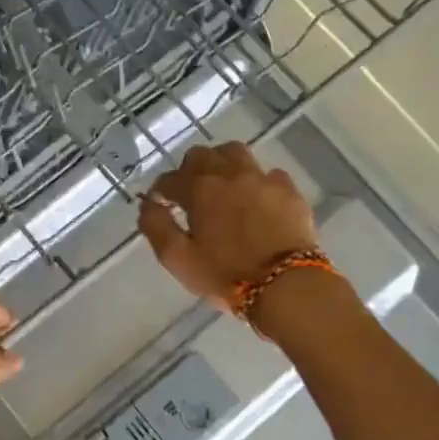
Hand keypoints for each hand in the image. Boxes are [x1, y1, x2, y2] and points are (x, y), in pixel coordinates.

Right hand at [138, 143, 318, 309]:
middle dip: (189, 170)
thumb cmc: (225, 276)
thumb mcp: (178, 259)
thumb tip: (148, 203)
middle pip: (202, 155)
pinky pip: (268, 173)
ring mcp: (263, 179)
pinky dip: (255, 181)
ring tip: (221, 186)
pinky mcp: (289, 191)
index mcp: (200, 189)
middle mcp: (230, 174)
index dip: (160, 191)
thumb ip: (156, 226)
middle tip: (188, 193)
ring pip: (236, 153)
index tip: (160, 205)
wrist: (286, 286)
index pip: (170, 179)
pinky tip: (256, 199)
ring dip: (221, 164)